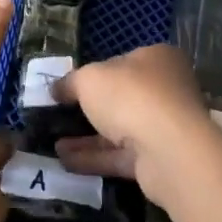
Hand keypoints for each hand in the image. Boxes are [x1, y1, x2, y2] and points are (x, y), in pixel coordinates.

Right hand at [51, 44, 214, 210]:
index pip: (122, 62)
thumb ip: (71, 82)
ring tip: (53, 144)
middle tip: (60, 116)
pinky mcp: (159, 160)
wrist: (168, 151)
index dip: (94, 72)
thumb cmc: (130, 96)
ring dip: (87, 138)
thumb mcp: (88, 79)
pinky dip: (95, 158)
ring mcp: (164, 127)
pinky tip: (65, 161)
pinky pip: (121, 156)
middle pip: (121, 98)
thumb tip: (57, 89)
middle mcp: (165, 90)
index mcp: (156, 59)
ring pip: (119, 130)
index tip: (69, 86)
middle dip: (89, 109)